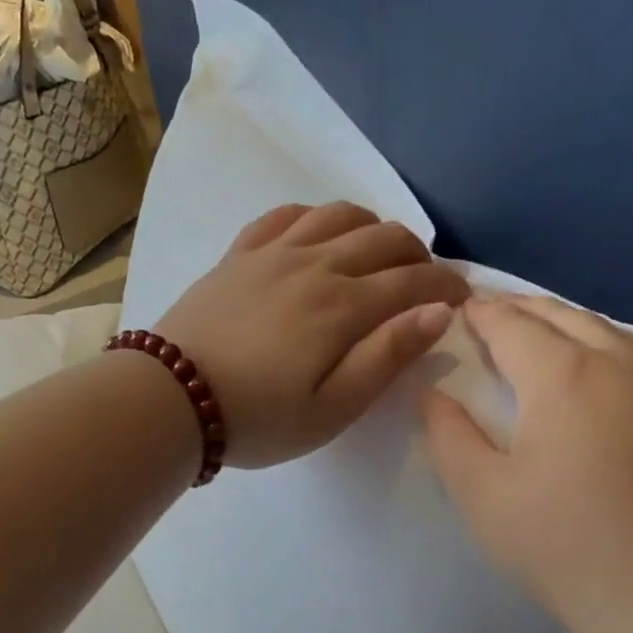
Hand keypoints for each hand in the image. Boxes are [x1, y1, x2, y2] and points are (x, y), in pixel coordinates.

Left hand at [158, 202, 468, 468]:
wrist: (170, 399)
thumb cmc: (258, 418)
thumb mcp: (333, 407)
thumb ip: (387, 356)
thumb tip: (439, 311)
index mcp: (344, 306)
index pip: (413, 280)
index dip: (446, 285)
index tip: (462, 298)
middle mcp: (316, 264)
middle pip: (383, 238)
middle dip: (418, 254)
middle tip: (426, 280)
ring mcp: (274, 253)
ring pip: (339, 215)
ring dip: (372, 227)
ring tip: (379, 253)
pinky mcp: (239, 254)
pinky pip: (286, 215)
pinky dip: (315, 217)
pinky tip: (319, 234)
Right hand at [422, 294, 632, 632]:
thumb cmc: (571, 551)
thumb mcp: (485, 498)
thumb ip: (448, 435)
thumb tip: (434, 392)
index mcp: (565, 373)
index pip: (511, 323)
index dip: (480, 313)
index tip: (459, 310)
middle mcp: (623, 358)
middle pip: (561, 314)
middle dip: (520, 309)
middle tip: (489, 316)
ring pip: (607, 329)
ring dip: (565, 325)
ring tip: (537, 338)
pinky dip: (605, 346)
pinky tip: (597, 373)